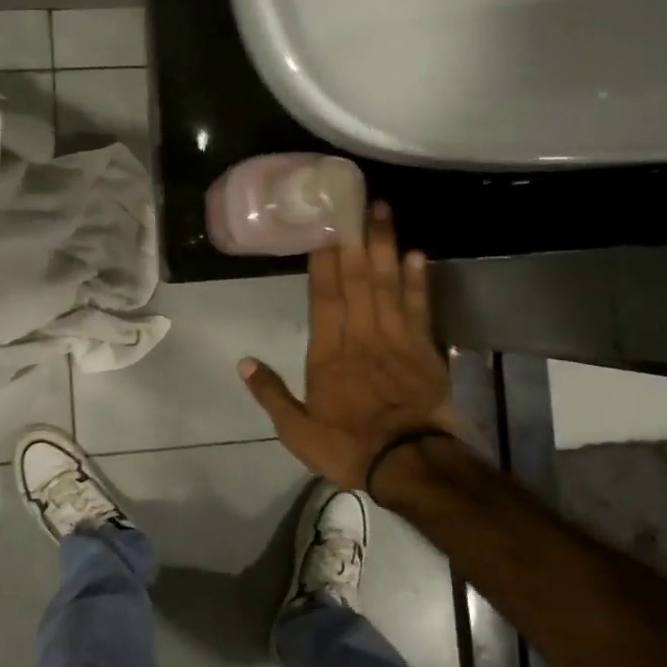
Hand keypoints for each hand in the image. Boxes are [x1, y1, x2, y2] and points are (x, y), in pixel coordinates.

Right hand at [238, 204, 458, 491]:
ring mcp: (395, 339)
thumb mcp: (297, 431)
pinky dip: (418, 280)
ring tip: (383, 212)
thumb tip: (243, 361)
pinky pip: (420, 307)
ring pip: (388, 284)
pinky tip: (416, 253)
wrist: (411, 464)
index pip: (324, 298)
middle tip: (357, 202)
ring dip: (385, 246)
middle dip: (356, 239)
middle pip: (357, 280)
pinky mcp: (423, 349)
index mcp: (328, 354)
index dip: (323, 262)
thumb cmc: (349, 446)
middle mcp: (361, 336)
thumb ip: (270, 393)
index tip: (323, 228)